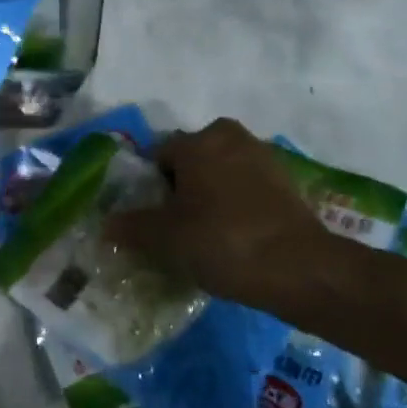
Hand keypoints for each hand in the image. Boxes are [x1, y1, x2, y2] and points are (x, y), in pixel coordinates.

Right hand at [106, 118, 345, 316]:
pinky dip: (235, 206)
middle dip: (180, 187)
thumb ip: (131, 227)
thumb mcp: (164, 238)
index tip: (149, 217)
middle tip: (174, 225)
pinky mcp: (287, 183)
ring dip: (208, 196)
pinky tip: (232, 237)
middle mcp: (232, 138)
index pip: (158, 155)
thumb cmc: (222, 242)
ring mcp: (264, 158)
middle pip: (191, 161)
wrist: (299, 269)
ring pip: (220, 173)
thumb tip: (107, 224)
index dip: (148, 187)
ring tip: (203, 234)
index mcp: (199, 141)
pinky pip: (246, 188)